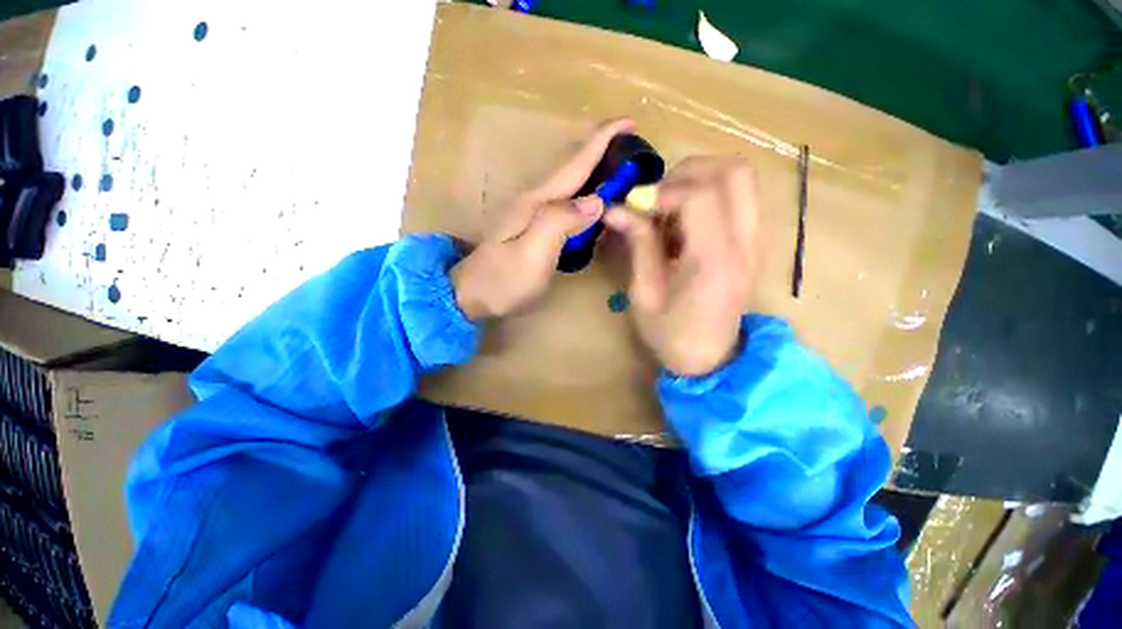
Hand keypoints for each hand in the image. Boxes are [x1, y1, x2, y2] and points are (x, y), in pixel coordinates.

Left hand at [451, 118, 634, 319]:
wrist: (472, 295)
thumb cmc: (503, 280)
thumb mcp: (531, 254)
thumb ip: (560, 223)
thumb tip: (596, 201)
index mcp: (537, 202)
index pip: (575, 165)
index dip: (602, 141)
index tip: (629, 121)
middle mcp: (535, 200)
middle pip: (573, 169)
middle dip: (602, 151)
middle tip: (632, 146)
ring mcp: (532, 214)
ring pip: (570, 185)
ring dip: (595, 171)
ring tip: (620, 168)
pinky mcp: (533, 227)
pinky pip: (566, 203)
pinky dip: (584, 194)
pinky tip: (594, 201)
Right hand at [604, 156, 763, 376]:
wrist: (711, 359)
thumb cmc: (671, 335)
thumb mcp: (644, 294)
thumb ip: (638, 245)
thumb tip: (616, 209)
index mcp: (715, 262)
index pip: (700, 196)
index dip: (663, 191)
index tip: (637, 207)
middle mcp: (745, 243)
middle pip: (734, 171)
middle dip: (688, 173)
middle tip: (657, 199)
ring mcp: (756, 240)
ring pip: (740, 179)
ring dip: (699, 182)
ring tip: (669, 212)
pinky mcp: (754, 242)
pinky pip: (737, 198)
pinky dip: (708, 196)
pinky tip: (683, 226)